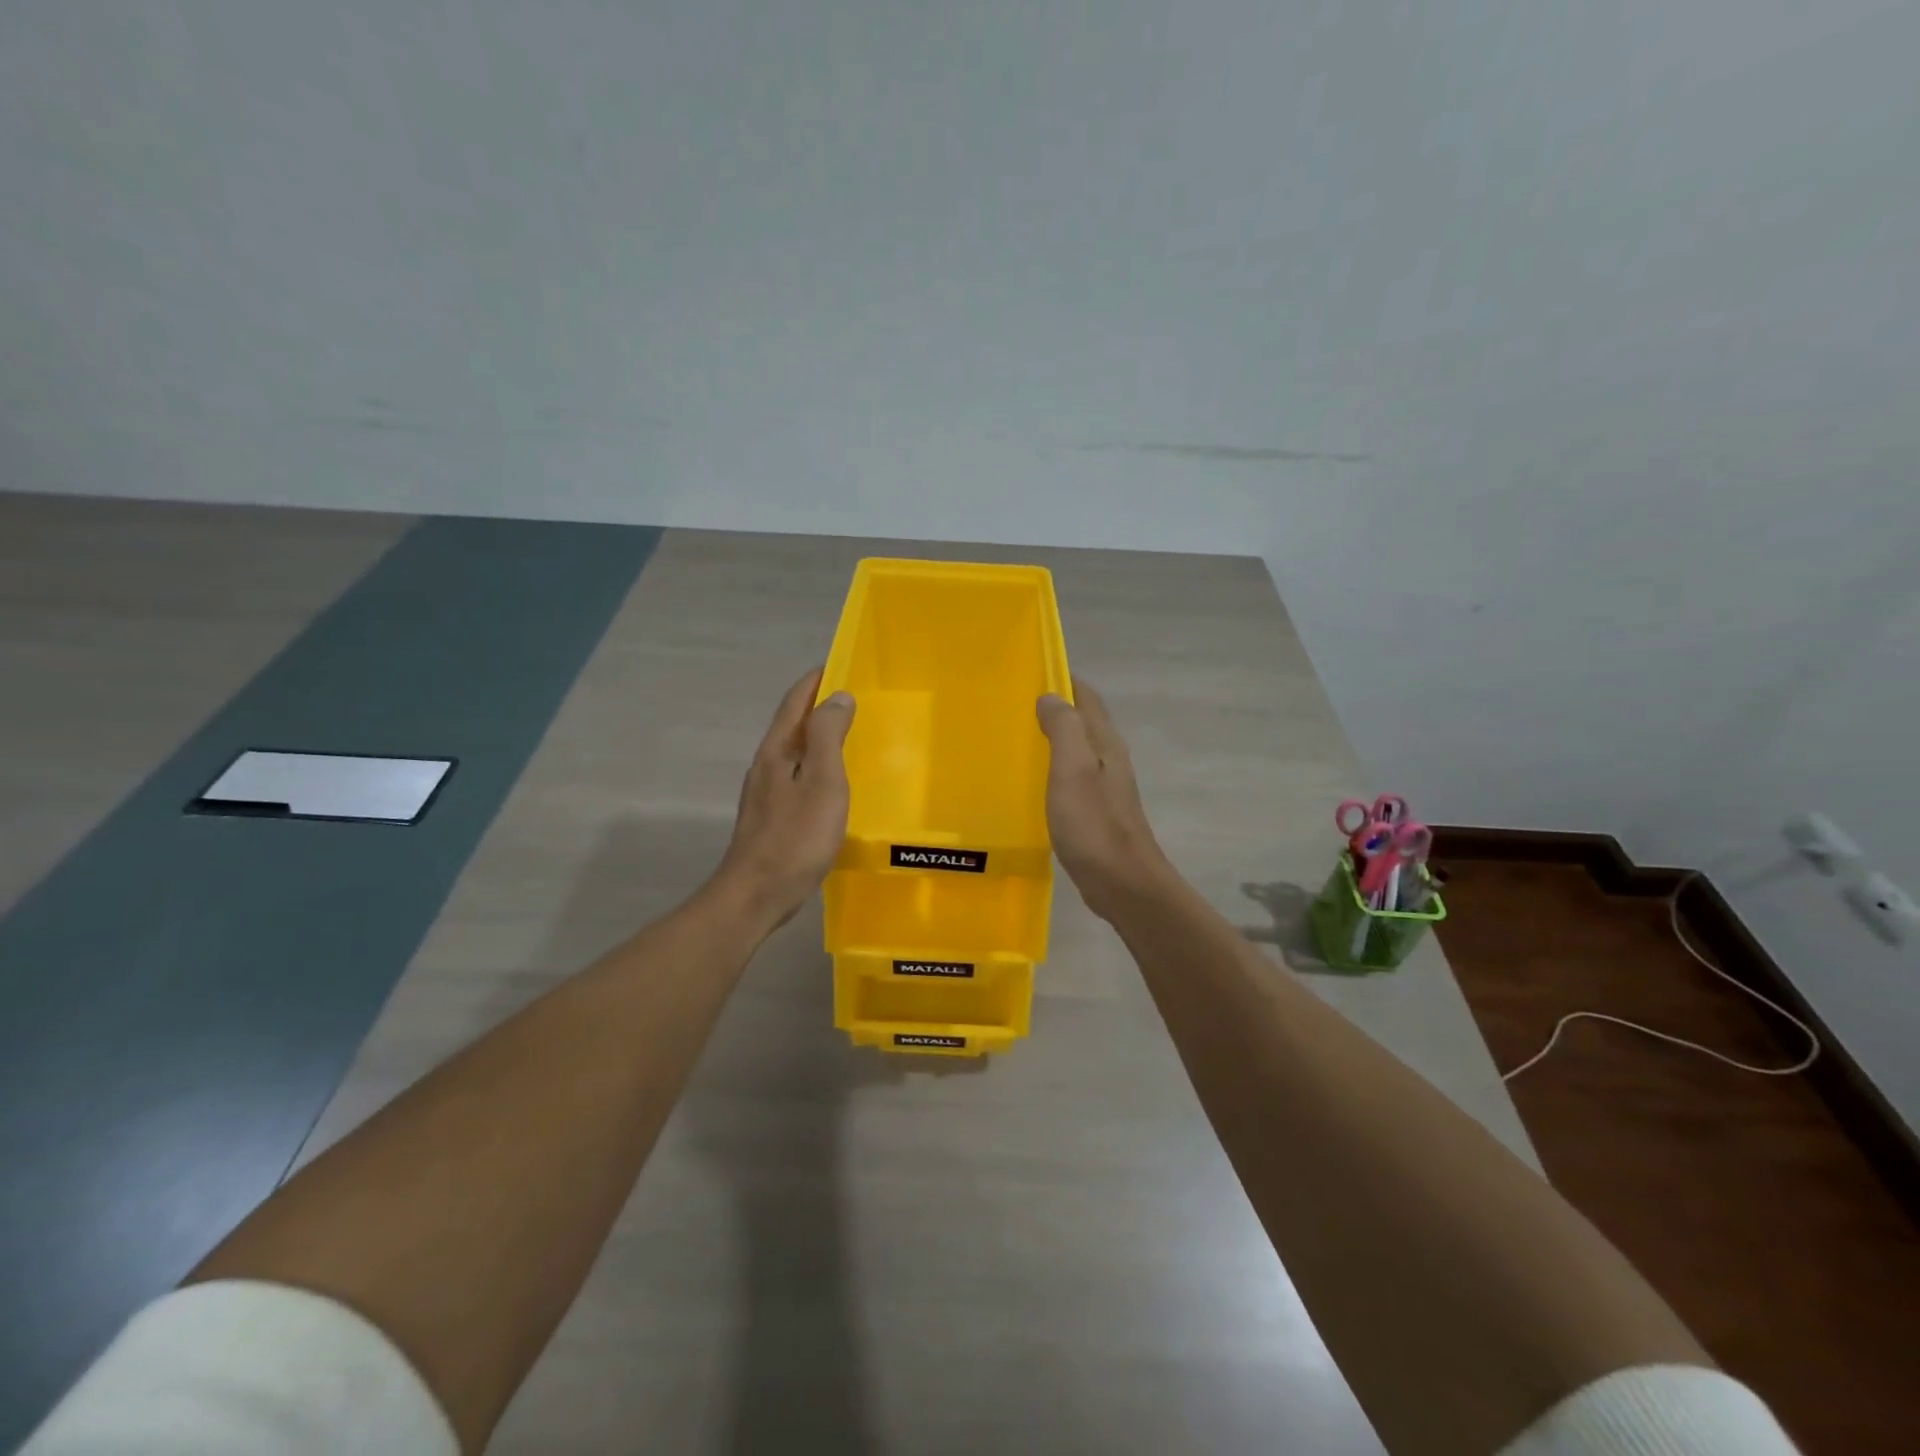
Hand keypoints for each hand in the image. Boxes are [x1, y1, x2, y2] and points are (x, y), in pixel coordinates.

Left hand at [709, 668, 855, 932]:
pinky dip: (816, 766)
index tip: (838, 664)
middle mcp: (766, 766)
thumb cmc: (796, 836)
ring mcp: (765, 794)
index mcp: (777, 752)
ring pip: (794, 753)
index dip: (814, 681)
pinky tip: (832, 783)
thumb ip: (829, 736)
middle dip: (817, 707)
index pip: (795, 703)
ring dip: (817, 738)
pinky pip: (797, 777)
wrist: (757, 894)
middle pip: (792, 725)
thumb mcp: (822, 781)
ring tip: (848, 736)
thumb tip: (836, 696)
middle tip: (852, 698)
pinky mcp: (771, 818)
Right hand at [1037, 679, 1175, 921]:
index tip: (1028, 670)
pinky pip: (1070, 777)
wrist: (1123, 884)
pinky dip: (1051, 767)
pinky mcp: (1095, 811)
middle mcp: (1108, 758)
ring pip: (1076, 748)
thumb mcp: (1074, 770)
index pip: (1086, 696)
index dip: (1062, 678)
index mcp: (1104, 743)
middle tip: (1011, 704)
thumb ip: (1064, 729)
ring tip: (1014, 736)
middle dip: (1053, 706)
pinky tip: (1030, 780)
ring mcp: (1103, 786)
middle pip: (1082, 720)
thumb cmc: (1094, 824)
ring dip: (1051, 737)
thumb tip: (1051, 696)